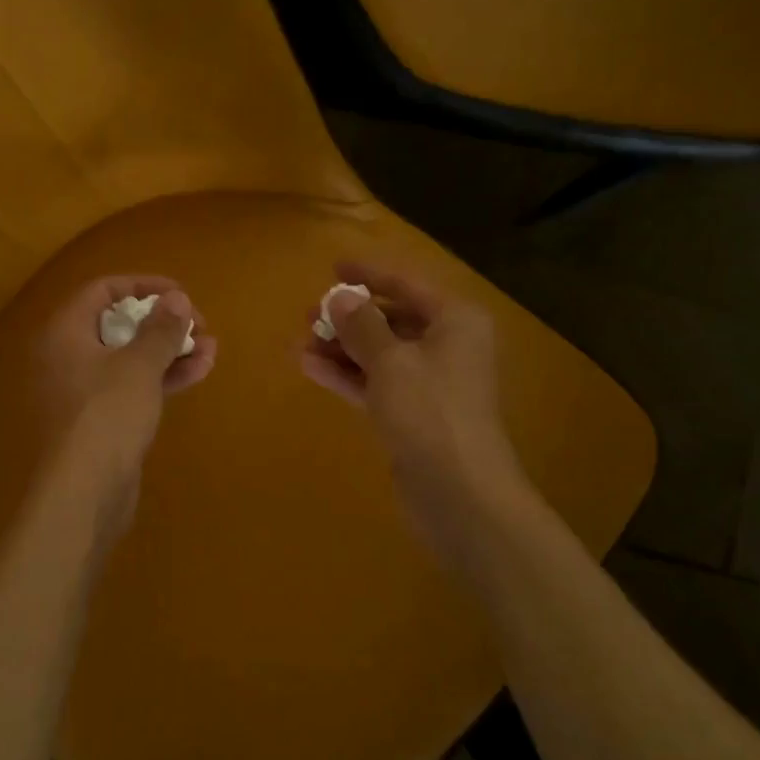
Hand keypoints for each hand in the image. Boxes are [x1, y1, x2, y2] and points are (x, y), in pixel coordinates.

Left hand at [35, 276, 216, 550]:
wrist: (85, 493)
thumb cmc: (107, 415)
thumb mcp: (139, 366)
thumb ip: (161, 329)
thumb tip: (177, 299)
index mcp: (65, 333)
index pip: (101, 291)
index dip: (142, 286)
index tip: (180, 292)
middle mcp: (69, 357)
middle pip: (119, 324)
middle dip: (163, 322)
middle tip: (200, 324)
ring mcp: (84, 391)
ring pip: (131, 358)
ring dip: (170, 350)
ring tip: (211, 348)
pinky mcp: (101, 420)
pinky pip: (133, 387)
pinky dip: (162, 377)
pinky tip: (199, 371)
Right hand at [299, 261, 525, 558]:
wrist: (459, 491)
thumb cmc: (429, 411)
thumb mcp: (390, 360)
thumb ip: (362, 325)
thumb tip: (341, 297)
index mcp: (455, 321)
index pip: (407, 285)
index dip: (369, 275)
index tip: (333, 267)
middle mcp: (447, 346)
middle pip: (392, 320)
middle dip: (349, 317)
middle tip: (309, 314)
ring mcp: (430, 384)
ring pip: (380, 354)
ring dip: (342, 348)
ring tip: (301, 343)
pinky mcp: (413, 415)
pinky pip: (376, 383)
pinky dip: (347, 375)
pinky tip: (310, 367)